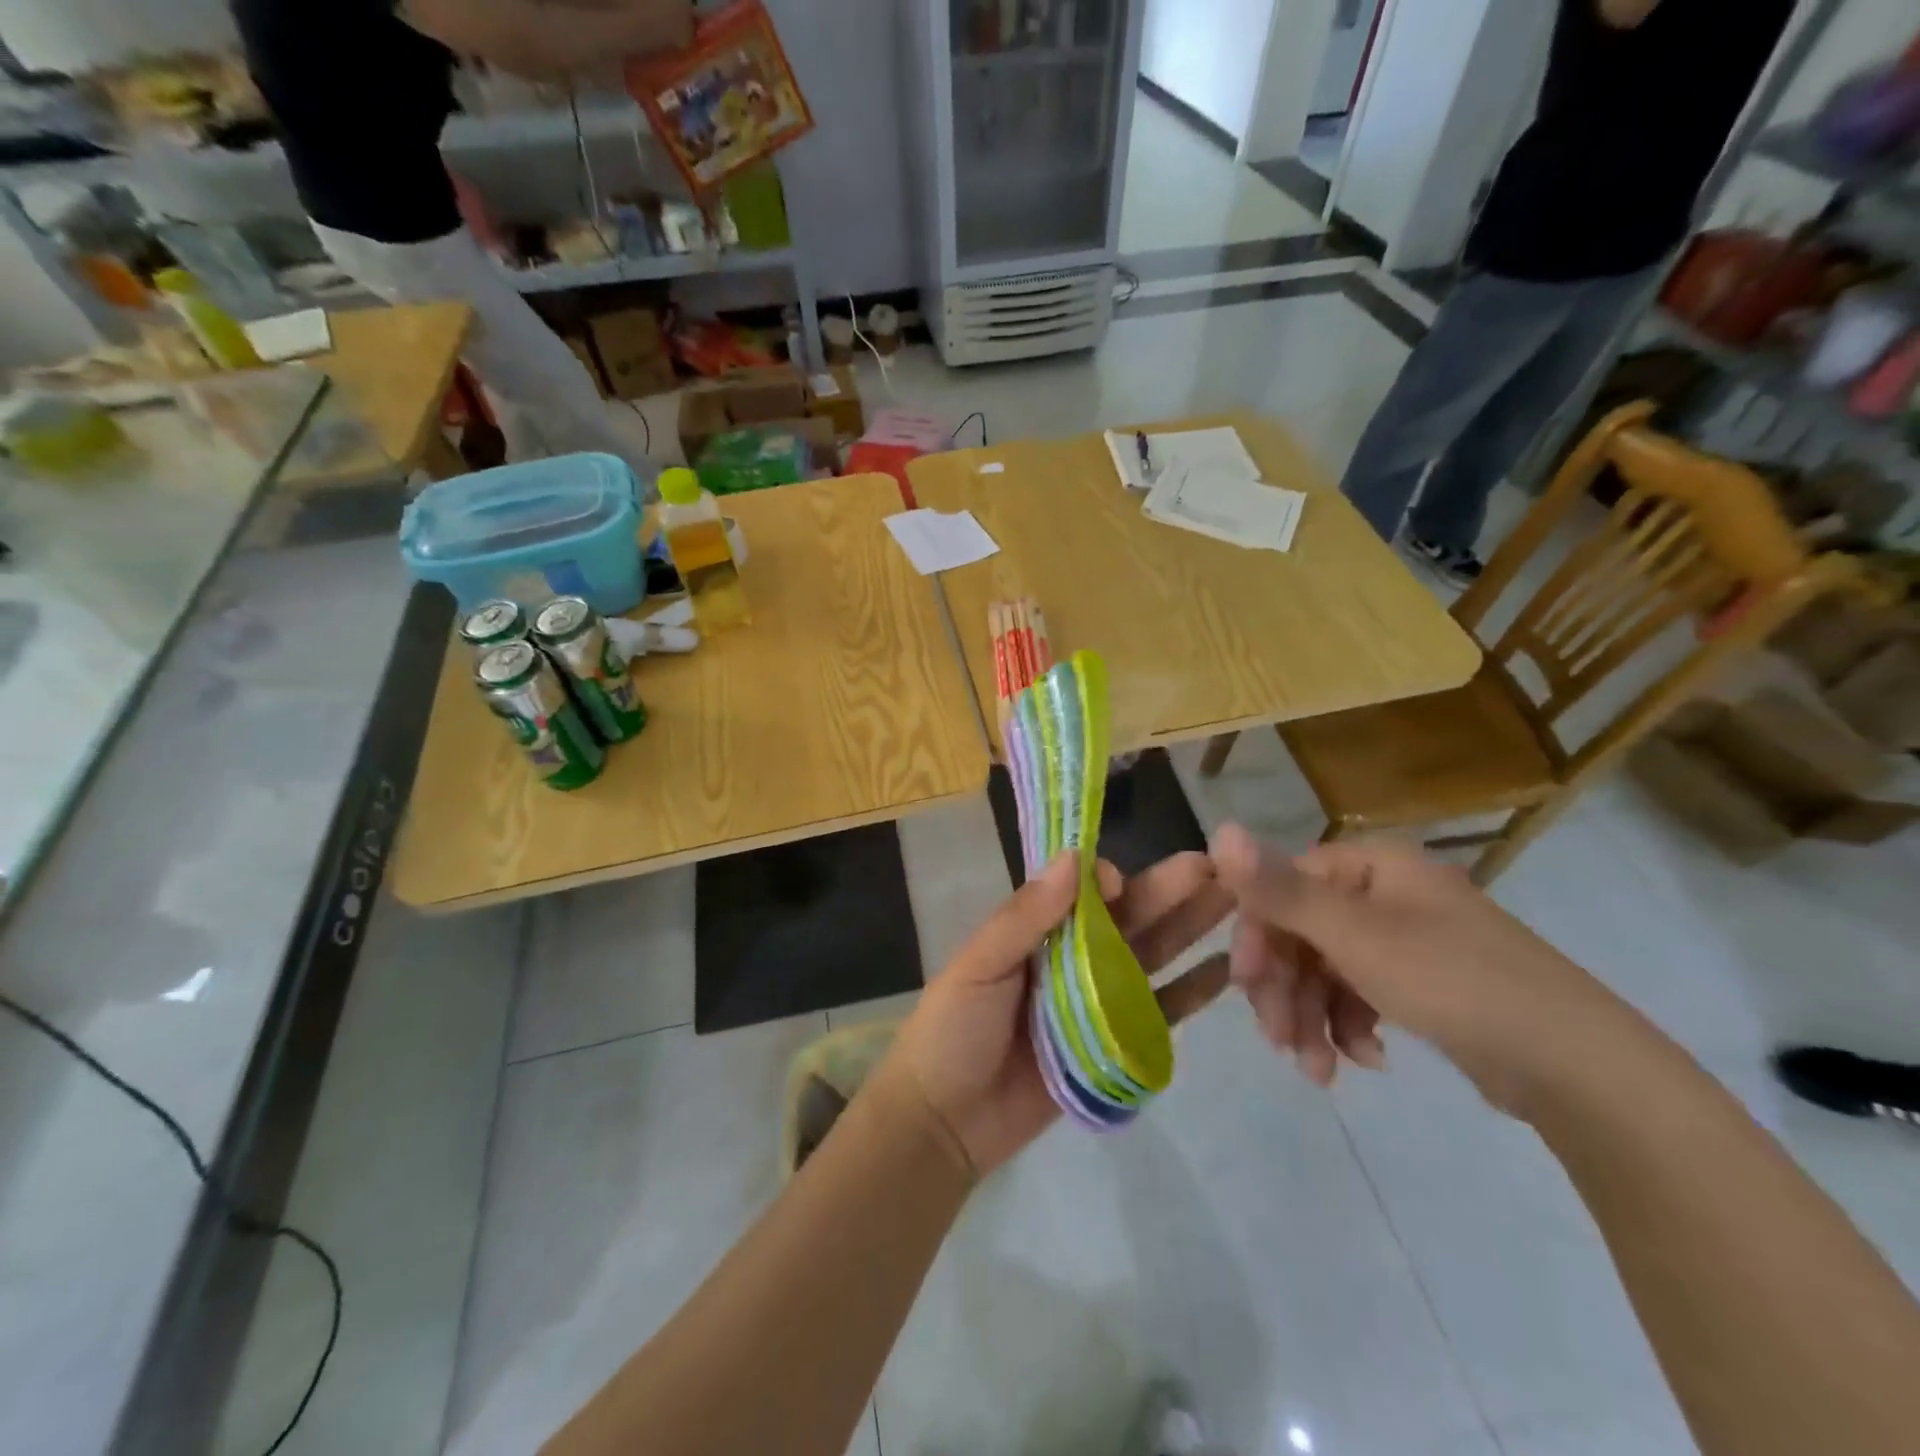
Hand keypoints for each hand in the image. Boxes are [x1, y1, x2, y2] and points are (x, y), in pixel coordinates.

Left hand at [883, 851, 1233, 1176]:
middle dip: (1169, 891)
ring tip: (1234, 901)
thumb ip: (1025, 916)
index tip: (1124, 881)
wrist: (944, 1122)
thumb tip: (1074, 858)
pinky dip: (1191, 991)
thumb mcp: (979, 965)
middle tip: (1220, 867)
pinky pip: (1159, 1011)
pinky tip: (1226, 970)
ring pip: (1151, 954)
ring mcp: (1098, 999)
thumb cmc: (953, 1030)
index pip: (1084, 891)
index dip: (1109, 880)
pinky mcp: (1116, 1043)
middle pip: (1129, 917)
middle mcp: (1074, 955)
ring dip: (1190, 928)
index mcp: (1038, 929)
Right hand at [1209, 823, 1632, 1112]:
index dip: (1256, 935)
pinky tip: (1366, 1060)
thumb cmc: (1456, 983)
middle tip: (1280, 1042)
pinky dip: (1349, 1027)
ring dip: (1311, 1018)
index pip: (1282, 886)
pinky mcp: (1419, 983)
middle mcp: (1382, 893)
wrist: (1578, 1067)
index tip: (1246, 987)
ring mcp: (1403, 939)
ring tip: (1319, 1071)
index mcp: (1369, 866)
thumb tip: (1217, 829)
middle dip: (1284, 990)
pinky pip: (1357, 994)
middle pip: (1300, 932)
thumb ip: (1280, 889)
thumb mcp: (1356, 936)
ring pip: (1324, 970)